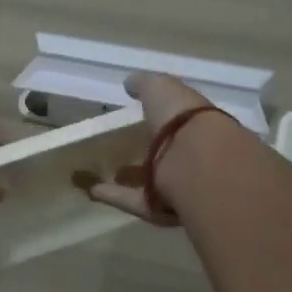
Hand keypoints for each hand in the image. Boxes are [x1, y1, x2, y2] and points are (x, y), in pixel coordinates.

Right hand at [79, 73, 217, 225]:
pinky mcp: (163, 209)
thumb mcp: (161, 89)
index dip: (163, 120)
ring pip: (153, 182)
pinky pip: (135, 201)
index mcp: (198, 125)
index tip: (141, 117)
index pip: (180, 122)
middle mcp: (194, 157)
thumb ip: (145, 84)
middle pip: (169, 155)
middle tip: (125, 149)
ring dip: (130, 179)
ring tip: (104, 173)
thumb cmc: (183, 119)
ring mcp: (180, 186)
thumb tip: (130, 82)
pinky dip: (115, 196)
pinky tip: (92, 190)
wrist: (198, 162)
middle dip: (151, 153)